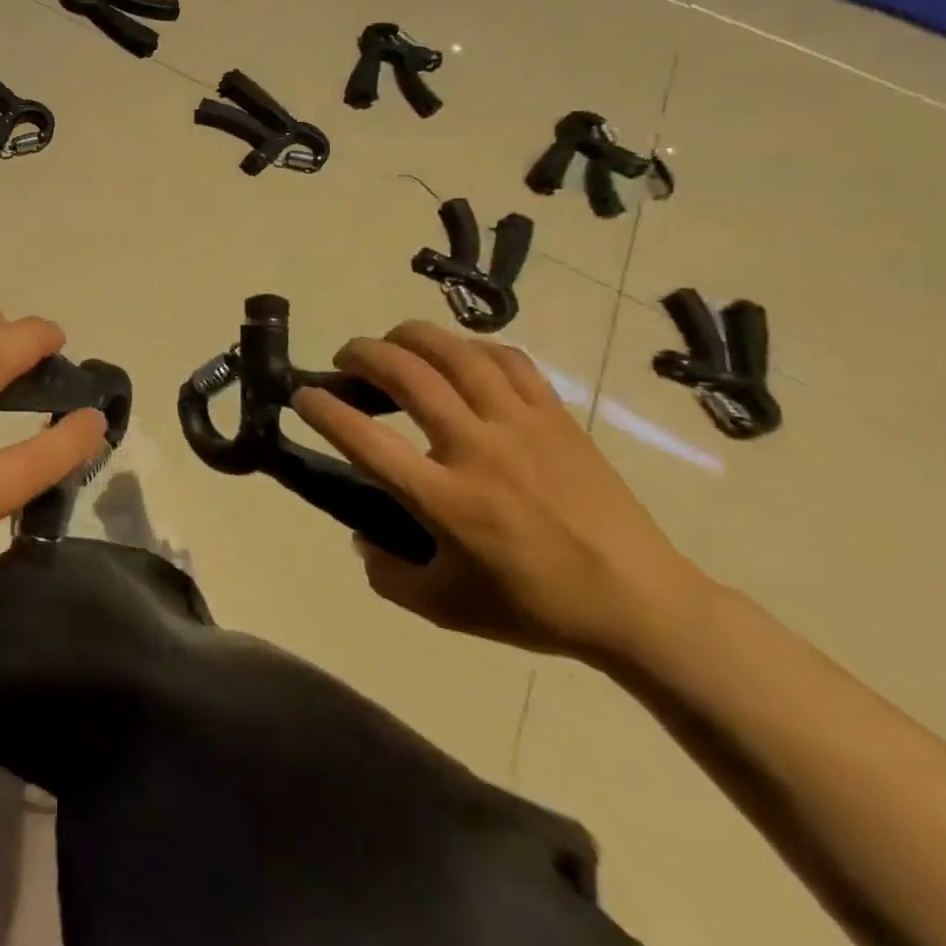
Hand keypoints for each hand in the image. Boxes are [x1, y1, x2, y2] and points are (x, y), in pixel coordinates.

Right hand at [293, 321, 706, 666]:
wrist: (642, 605)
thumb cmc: (536, 607)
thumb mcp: (446, 609)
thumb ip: (388, 576)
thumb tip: (359, 539)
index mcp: (443, 500)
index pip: (364, 440)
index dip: (323, 409)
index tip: (303, 396)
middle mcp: (475, 450)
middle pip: (406, 375)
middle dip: (361, 355)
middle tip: (344, 360)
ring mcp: (519, 426)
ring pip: (454, 353)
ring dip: (410, 337)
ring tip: (391, 342)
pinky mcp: (556, 416)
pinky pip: (506, 360)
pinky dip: (470, 347)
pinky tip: (456, 356)